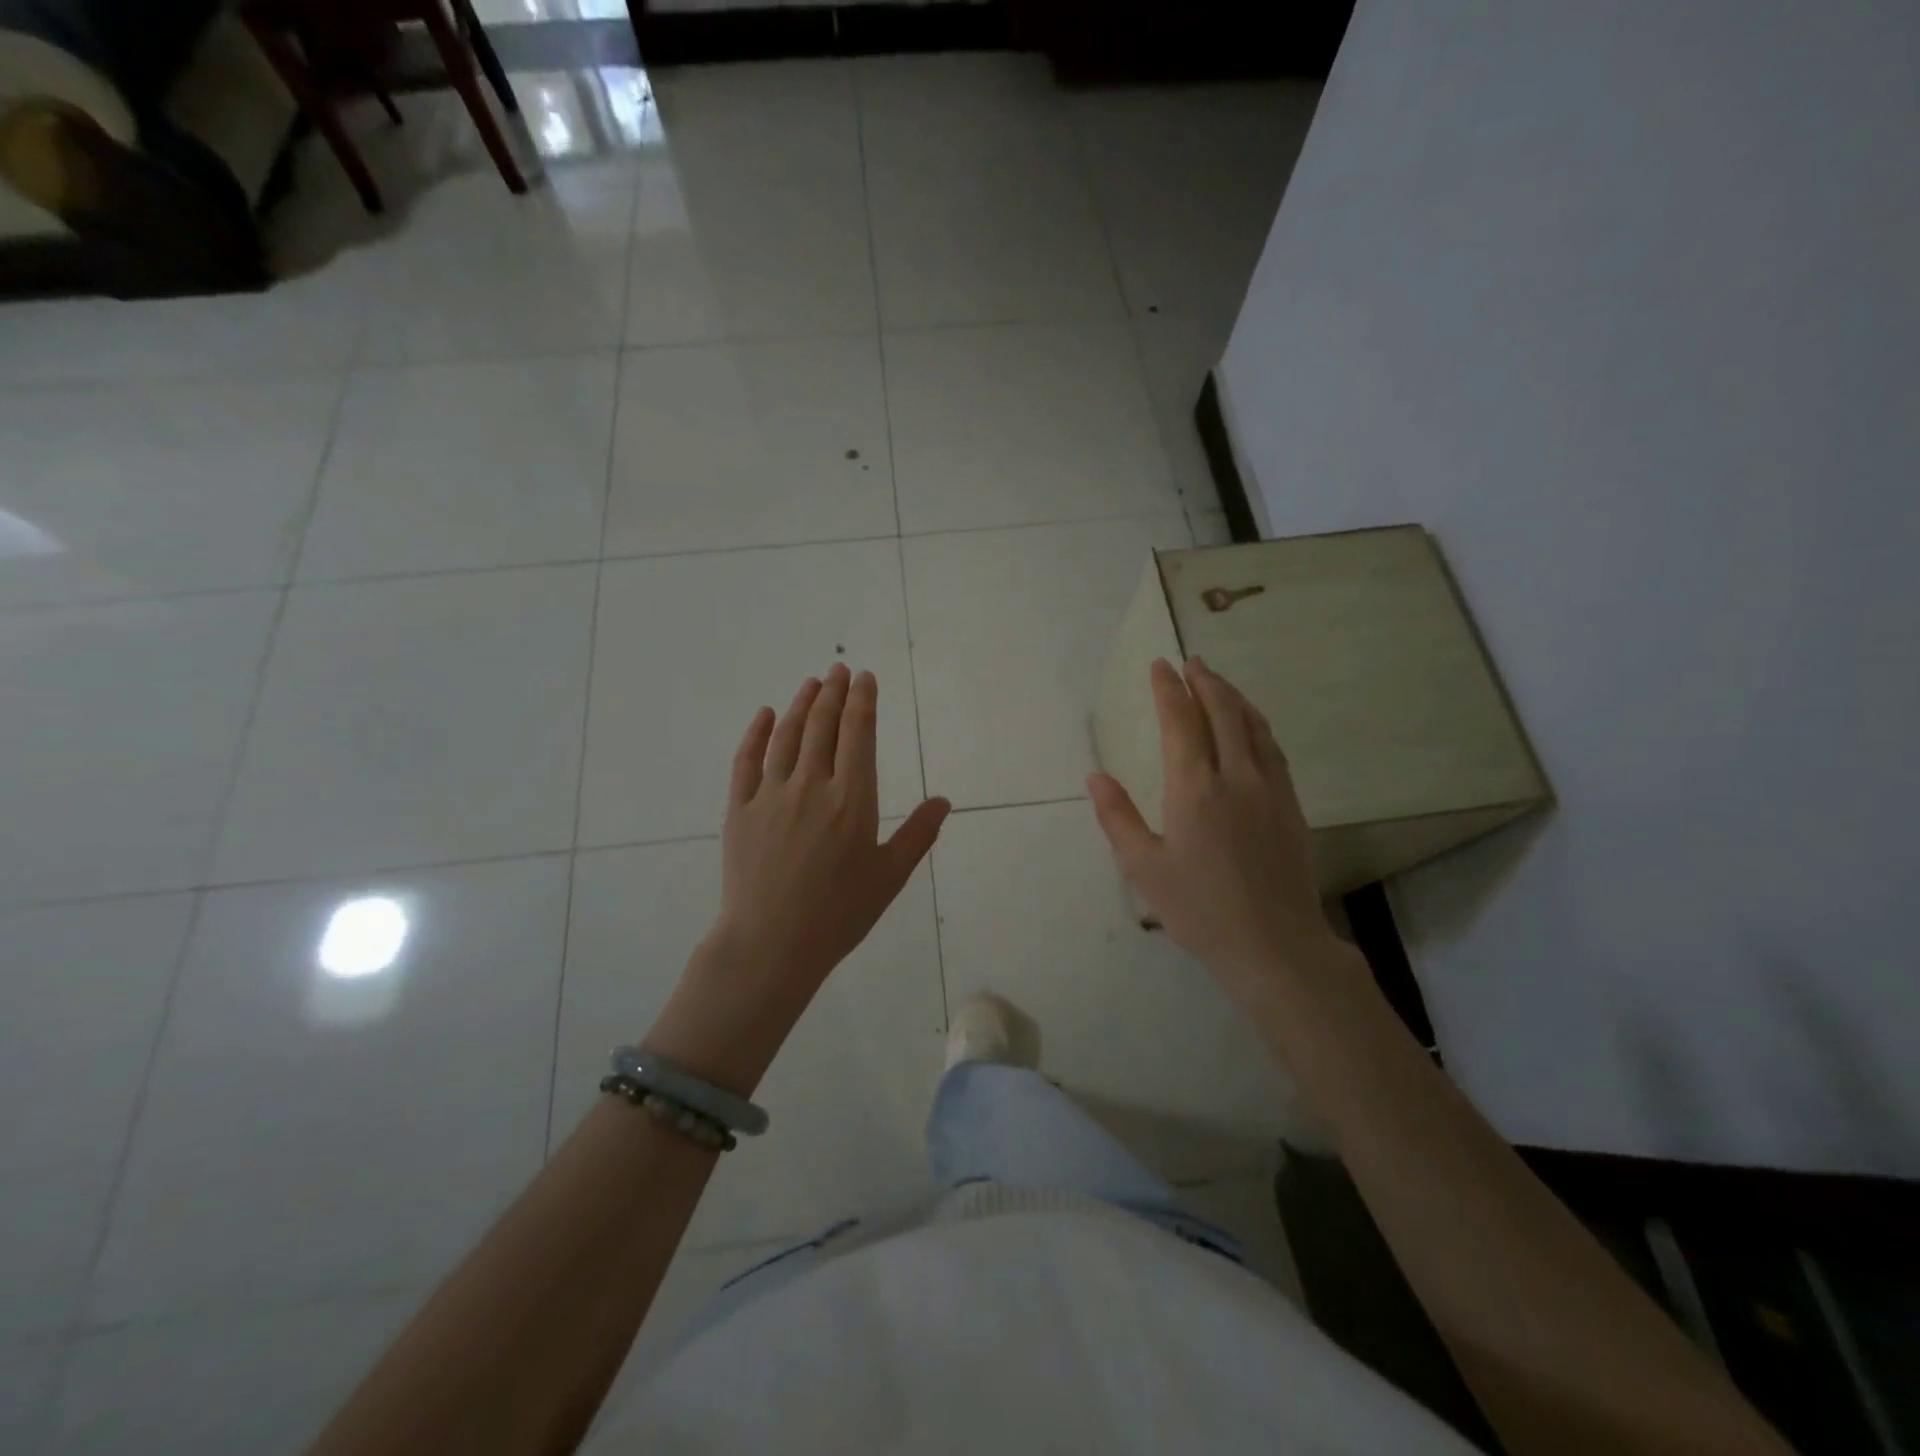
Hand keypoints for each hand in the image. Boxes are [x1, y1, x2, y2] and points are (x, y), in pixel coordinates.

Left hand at [647, 665, 949, 1091]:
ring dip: (802, 704)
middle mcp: (812, 786)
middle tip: (840, 669)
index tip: (865, 678)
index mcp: (852, 800)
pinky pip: (747, 760)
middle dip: (834, 693)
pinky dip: (757, 733)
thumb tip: (944, 801)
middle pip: (823, 726)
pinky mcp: (739, 809)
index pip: (859, 735)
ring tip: (812, 682)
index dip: (863, 701)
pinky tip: (766, 715)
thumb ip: (917, 834)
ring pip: (788, 736)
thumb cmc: (839, 914)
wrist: (771, 944)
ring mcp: (771, 795)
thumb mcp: (889, 877)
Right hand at [1087, 657, 1334, 1005]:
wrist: (1275, 945)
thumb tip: (1095, 776)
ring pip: (1253, 726)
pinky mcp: (1291, 805)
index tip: (1160, 665)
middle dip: (1205, 682)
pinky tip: (1251, 726)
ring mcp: (1270, 789)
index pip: (1182, 722)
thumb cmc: (1200, 909)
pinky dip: (1257, 724)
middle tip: (1190, 662)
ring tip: (1218, 682)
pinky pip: (1272, 748)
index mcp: (1195, 789)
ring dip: (1233, 697)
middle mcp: (1236, 777)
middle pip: (1223, 713)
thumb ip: (1117, 817)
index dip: (1169, 690)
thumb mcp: (1144, 868)